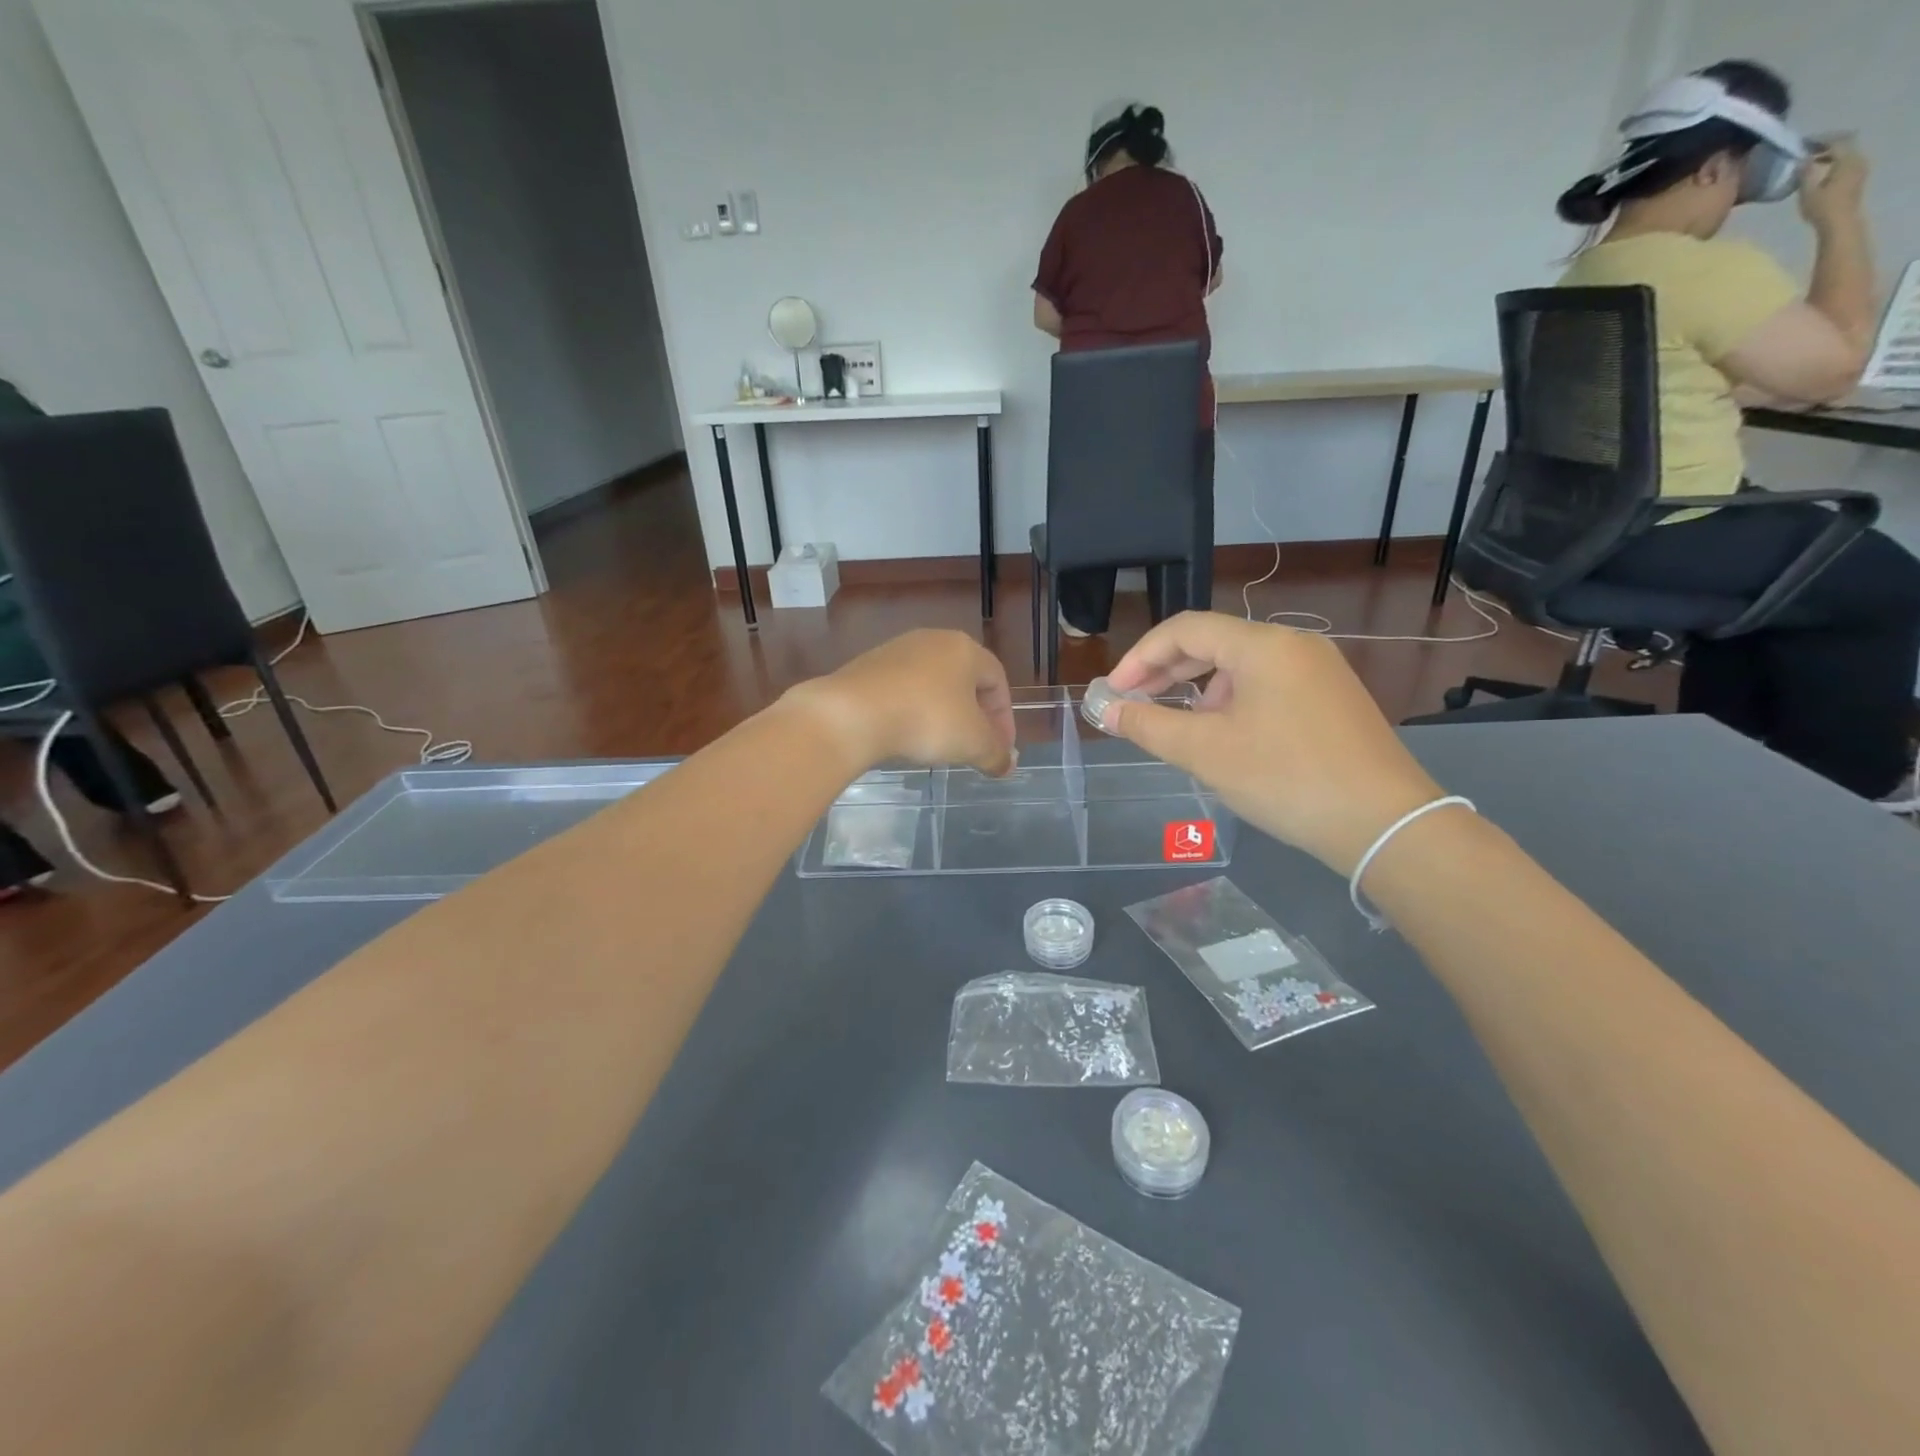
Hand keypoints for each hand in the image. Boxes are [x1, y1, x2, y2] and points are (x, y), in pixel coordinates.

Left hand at [782, 629, 1016, 776]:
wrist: (852, 714)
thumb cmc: (927, 720)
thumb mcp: (973, 743)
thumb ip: (997, 754)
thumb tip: (1008, 764)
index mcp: (965, 648)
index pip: (997, 681)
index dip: (1004, 719)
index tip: (1000, 751)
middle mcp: (932, 641)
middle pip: (965, 680)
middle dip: (975, 717)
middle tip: (974, 748)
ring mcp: (896, 651)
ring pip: (931, 685)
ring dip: (942, 714)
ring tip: (940, 745)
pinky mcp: (866, 667)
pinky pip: (901, 691)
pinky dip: (911, 712)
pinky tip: (906, 735)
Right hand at [1102, 613, 1444, 874]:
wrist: (1384, 824)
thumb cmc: (1286, 778)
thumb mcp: (1205, 752)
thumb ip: (1147, 725)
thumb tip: (1105, 710)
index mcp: (1263, 645)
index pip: (1185, 629)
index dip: (1140, 657)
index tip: (1113, 693)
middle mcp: (1294, 645)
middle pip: (1213, 642)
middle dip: (1166, 672)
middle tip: (1133, 704)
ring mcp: (1319, 671)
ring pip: (1240, 666)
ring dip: (1198, 690)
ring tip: (1178, 727)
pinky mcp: (1332, 698)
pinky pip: (1267, 685)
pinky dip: (1232, 702)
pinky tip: (1224, 736)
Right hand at [1799, 141, 1867, 229]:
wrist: (1840, 221)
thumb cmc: (1821, 208)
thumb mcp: (1808, 191)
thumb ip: (1805, 173)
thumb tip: (1802, 160)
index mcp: (1847, 159)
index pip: (1836, 140)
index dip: (1820, 139)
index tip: (1802, 143)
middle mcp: (1858, 158)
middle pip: (1845, 143)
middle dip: (1826, 144)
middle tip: (1806, 150)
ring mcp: (1860, 166)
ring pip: (1846, 151)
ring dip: (1830, 153)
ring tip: (1811, 161)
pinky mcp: (1858, 175)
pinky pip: (1848, 160)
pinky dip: (1834, 160)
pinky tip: (1820, 170)